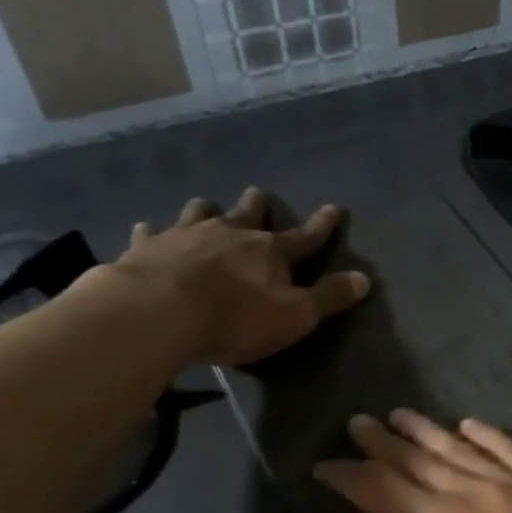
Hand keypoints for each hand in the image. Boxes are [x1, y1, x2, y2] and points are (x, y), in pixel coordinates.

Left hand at [108, 188, 369, 365]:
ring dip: (206, 209)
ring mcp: (185, 236)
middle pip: (248, 213)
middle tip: (258, 194)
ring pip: (199, 213)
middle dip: (257, 204)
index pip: (305, 236)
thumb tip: (365, 279)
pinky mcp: (147, 248)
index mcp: (270, 251)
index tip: (334, 208)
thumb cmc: (236, 319)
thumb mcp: (295, 316)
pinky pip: (151, 233)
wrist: (159, 313)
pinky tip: (146, 229)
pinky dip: (152, 231)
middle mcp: (230, 234)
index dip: (322, 225)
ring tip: (206, 205)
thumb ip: (329, 297)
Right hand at [314, 411, 511, 512]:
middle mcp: (471, 493)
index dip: (347, 475)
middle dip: (382, 442)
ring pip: (460, 449)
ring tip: (400, 416)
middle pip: (416, 459)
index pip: (378, 486)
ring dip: (426, 432)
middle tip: (359, 423)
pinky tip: (469, 425)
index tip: (325, 467)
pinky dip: (488, 435)